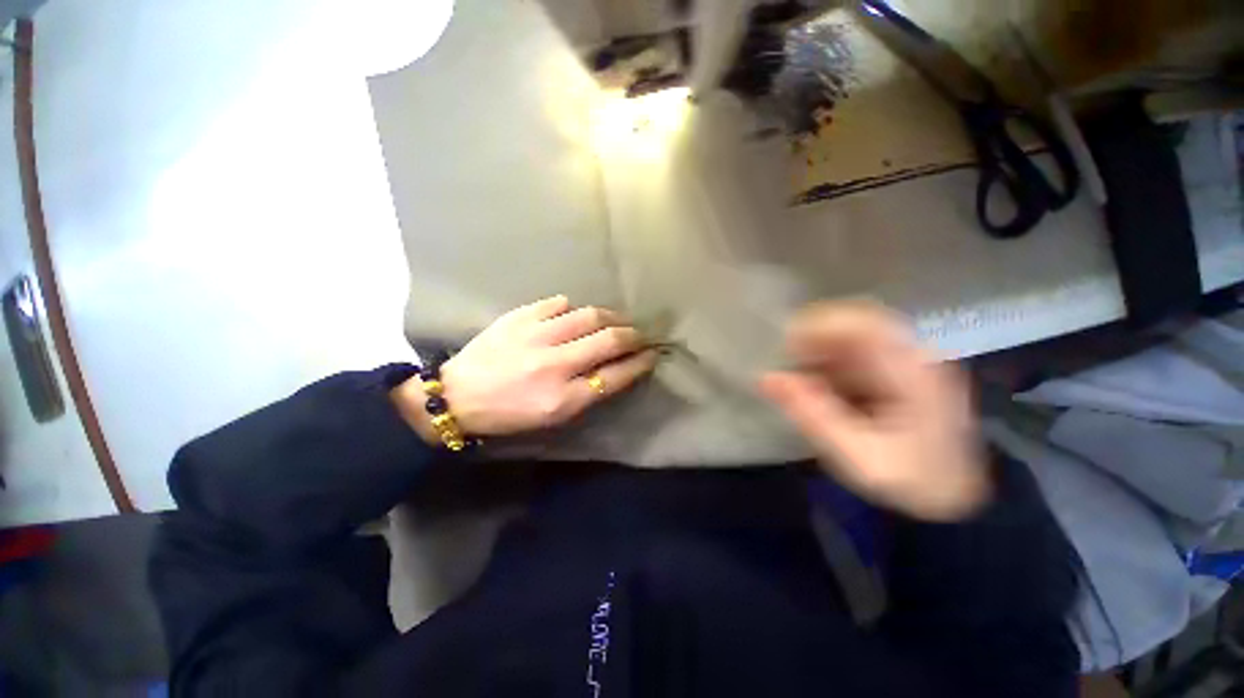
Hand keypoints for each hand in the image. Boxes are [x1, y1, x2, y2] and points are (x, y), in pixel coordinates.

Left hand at [393, 296, 658, 440]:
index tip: (653, 354)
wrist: (457, 396)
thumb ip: (588, 393)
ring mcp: (536, 335)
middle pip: (609, 340)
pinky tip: (575, 314)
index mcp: (563, 397)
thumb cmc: (509, 413)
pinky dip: (574, 307)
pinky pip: (558, 303)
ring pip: (589, 315)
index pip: (616, 375)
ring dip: (610, 316)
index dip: (640, 363)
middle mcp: (555, 364)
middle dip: (633, 335)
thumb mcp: (553, 416)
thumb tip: (617, 369)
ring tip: (616, 320)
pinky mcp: (519, 317)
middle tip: (641, 334)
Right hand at [761, 302, 989, 521]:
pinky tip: (817, 386)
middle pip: (857, 326)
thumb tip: (766, 378)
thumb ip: (811, 414)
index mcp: (913, 372)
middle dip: (814, 340)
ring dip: (819, 353)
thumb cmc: (908, 482)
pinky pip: (856, 355)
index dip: (820, 326)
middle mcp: (914, 358)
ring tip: (797, 378)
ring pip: (853, 339)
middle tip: (786, 363)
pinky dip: (829, 364)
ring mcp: (907, 365)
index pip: (864, 324)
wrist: (950, 500)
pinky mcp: (897, 375)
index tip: (786, 345)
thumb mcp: (856, 454)